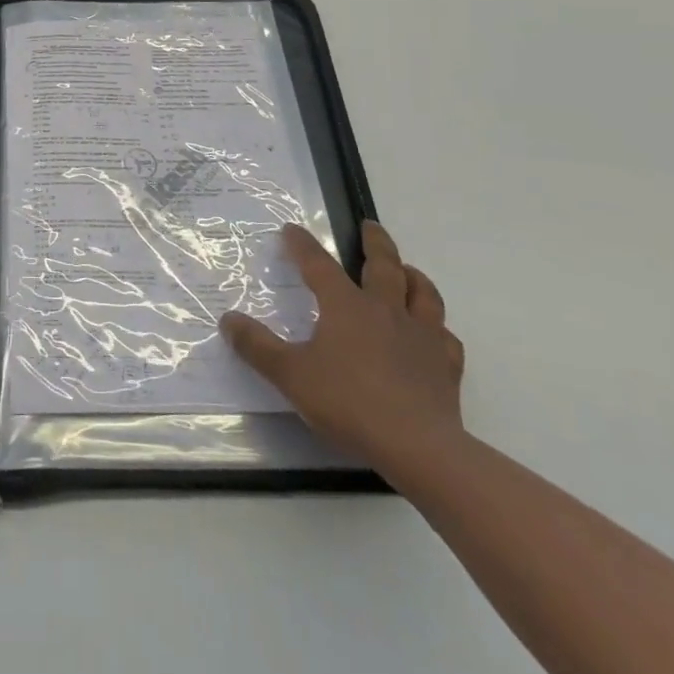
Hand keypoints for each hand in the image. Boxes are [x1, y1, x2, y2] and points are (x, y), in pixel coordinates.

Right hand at [221, 221, 464, 470]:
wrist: (419, 447)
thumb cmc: (349, 403)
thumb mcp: (291, 375)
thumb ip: (257, 346)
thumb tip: (228, 319)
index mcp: (346, 306)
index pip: (318, 264)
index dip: (302, 244)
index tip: (291, 229)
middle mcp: (386, 310)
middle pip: (384, 265)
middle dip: (374, 242)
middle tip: (370, 226)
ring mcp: (422, 336)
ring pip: (423, 293)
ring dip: (413, 276)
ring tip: (407, 270)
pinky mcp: (446, 366)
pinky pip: (446, 338)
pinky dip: (438, 328)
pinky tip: (434, 334)